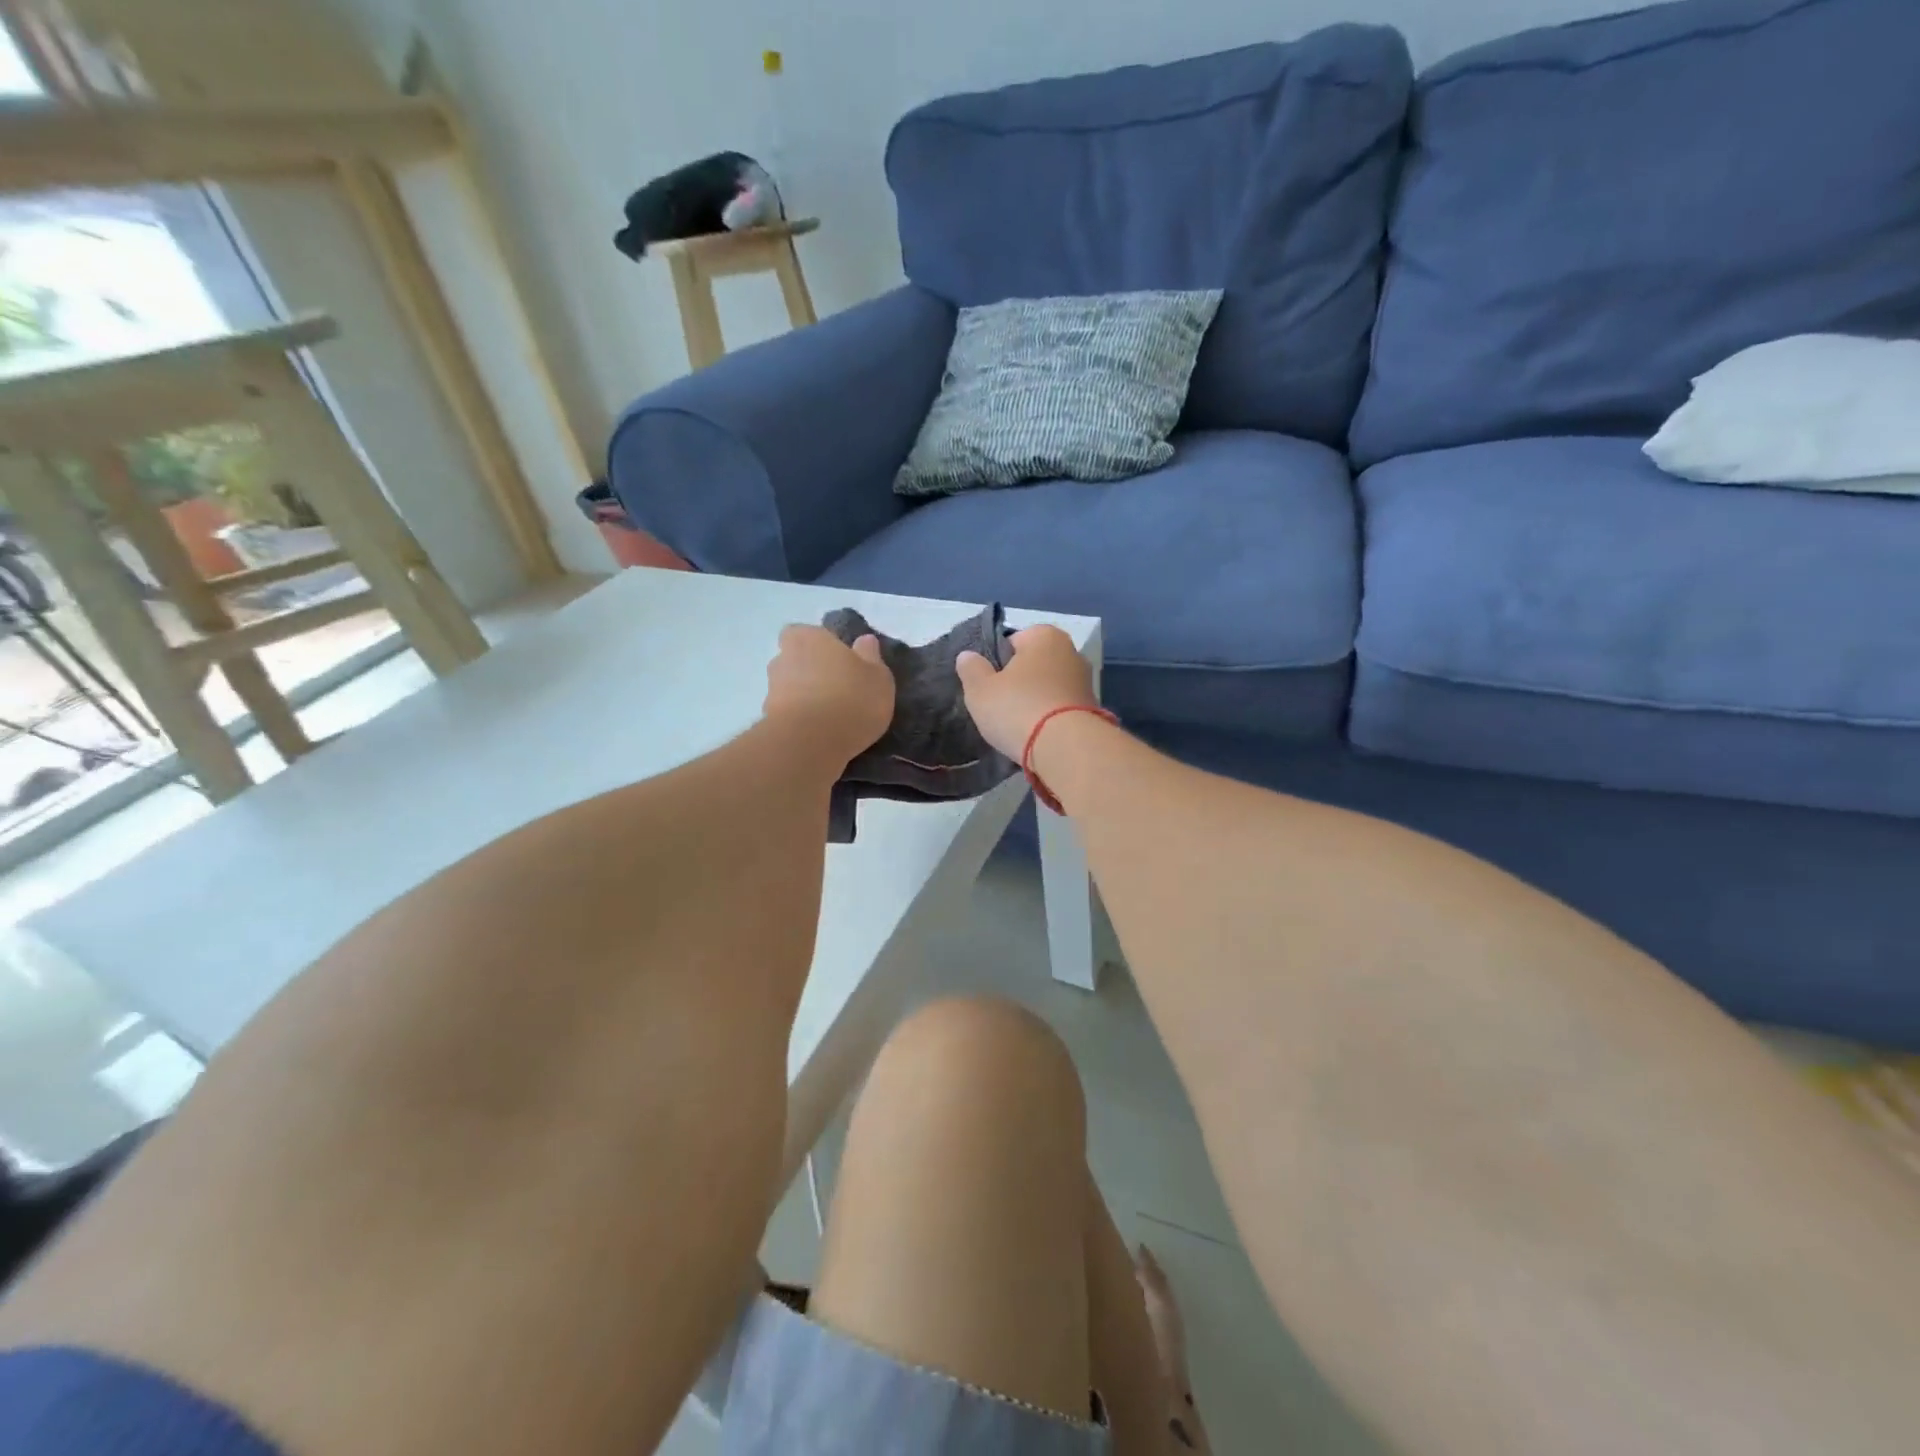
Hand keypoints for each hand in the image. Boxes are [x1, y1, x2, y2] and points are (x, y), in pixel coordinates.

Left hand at [764, 625, 893, 764]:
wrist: (811, 744)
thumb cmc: (850, 699)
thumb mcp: (878, 677)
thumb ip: (871, 657)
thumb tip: (864, 641)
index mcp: (808, 638)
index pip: (806, 633)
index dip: (819, 646)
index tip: (838, 662)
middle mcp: (783, 658)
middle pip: (795, 660)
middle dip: (810, 672)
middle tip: (836, 690)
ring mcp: (771, 691)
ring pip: (789, 689)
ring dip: (804, 699)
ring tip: (830, 718)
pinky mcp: (767, 722)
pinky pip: (788, 716)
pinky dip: (800, 722)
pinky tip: (820, 736)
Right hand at [954, 625, 1097, 760]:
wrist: (1067, 749)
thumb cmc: (1018, 709)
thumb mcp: (980, 690)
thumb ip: (971, 669)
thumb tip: (968, 656)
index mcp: (1045, 635)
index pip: (1013, 641)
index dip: (997, 662)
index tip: (989, 685)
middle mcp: (1071, 651)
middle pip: (1034, 664)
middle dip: (1019, 681)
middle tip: (1000, 705)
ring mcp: (1086, 681)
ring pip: (1049, 687)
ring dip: (1036, 701)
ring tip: (1018, 725)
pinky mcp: (1094, 710)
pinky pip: (1062, 708)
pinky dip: (1051, 718)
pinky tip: (1038, 735)